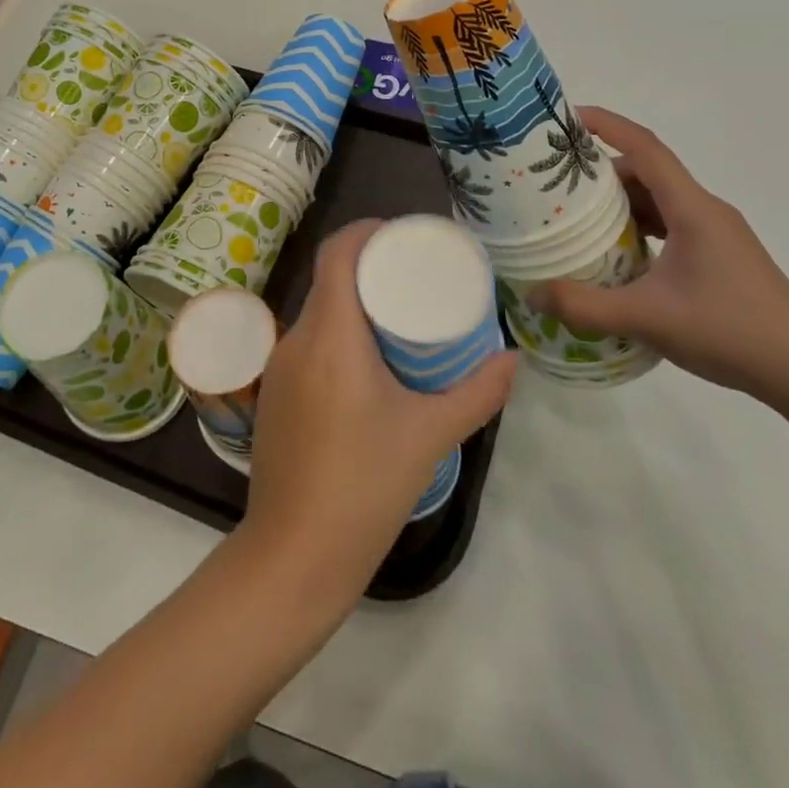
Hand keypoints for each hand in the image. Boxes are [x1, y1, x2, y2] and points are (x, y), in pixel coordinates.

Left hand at [242, 220, 515, 607]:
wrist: (294, 555)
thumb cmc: (365, 486)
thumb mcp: (431, 435)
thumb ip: (478, 394)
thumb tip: (514, 360)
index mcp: (331, 336)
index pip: (337, 254)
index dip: (366, 231)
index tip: (402, 235)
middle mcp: (296, 340)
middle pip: (328, 280)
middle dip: (368, 268)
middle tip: (413, 277)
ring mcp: (278, 369)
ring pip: (316, 313)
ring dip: (351, 303)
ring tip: (396, 317)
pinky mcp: (274, 396)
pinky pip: (306, 344)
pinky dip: (336, 335)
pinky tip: (365, 363)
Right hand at [529, 108, 788, 404]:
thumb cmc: (730, 330)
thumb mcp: (648, 318)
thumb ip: (585, 306)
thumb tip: (533, 293)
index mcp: (693, 209)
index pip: (646, 148)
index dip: (607, 126)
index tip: (568, 119)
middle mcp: (705, 212)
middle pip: (648, 173)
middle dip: (601, 174)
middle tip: (556, 185)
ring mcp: (715, 235)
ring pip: (659, 202)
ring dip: (619, 204)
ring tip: (576, 221)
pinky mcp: (719, 258)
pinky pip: (669, 226)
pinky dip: (637, 229)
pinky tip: (615, 257)